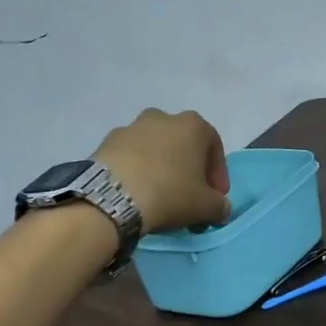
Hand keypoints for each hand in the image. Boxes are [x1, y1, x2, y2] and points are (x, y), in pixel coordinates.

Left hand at [94, 109, 231, 232]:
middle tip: (188, 195)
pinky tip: (135, 194)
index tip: (215, 198)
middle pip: (183, 145)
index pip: (214, 149)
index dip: (218, 175)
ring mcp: (132, 127)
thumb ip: (220, 206)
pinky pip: (130, 157)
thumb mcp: (206, 207)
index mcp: (193, 125)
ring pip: (155, 149)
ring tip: (158, 195)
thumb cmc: (169, 193)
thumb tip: (220, 208)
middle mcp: (164, 117)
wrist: (110, 198)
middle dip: (188, 169)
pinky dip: (136, 171)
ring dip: (161, 168)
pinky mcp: (106, 142)